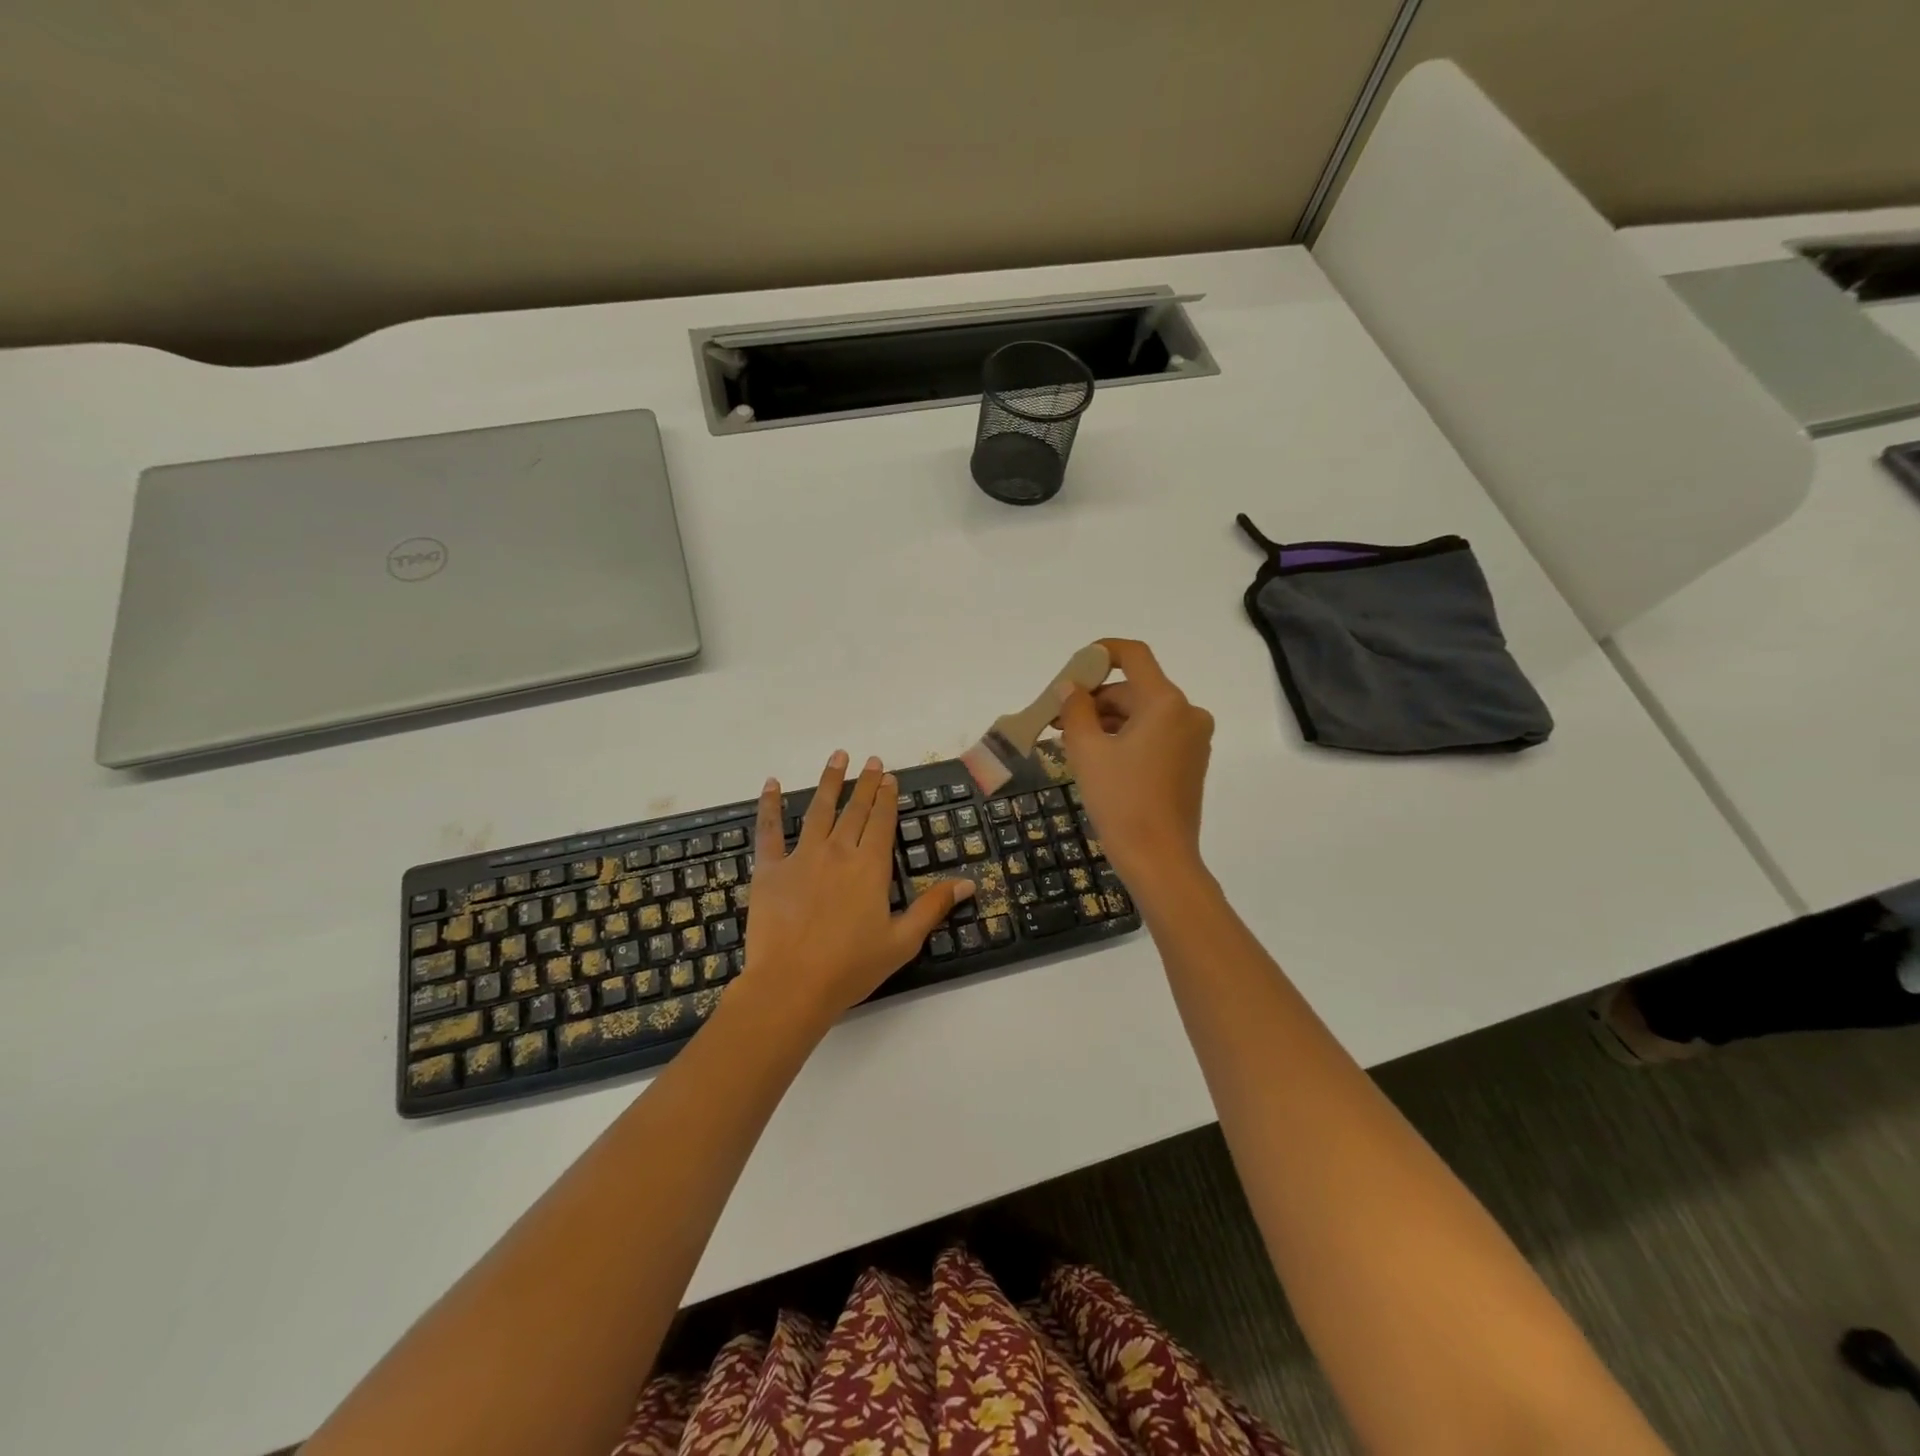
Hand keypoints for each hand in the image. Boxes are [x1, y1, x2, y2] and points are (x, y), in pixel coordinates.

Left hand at [736, 750, 973, 1033]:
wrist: (791, 985)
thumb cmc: (851, 967)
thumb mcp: (902, 941)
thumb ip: (933, 907)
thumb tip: (968, 882)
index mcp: (870, 867)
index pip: (882, 822)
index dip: (887, 798)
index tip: (889, 777)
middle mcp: (838, 852)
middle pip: (855, 810)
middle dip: (865, 783)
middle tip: (871, 760)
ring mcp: (801, 857)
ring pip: (819, 810)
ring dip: (830, 781)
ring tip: (838, 757)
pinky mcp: (769, 869)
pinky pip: (769, 830)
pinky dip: (769, 805)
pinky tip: (770, 784)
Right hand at [1056, 639, 1213, 893]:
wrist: (1159, 859)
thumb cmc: (1121, 800)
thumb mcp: (1087, 751)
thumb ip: (1075, 710)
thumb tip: (1070, 687)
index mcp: (1166, 702)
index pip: (1134, 656)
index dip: (1101, 653)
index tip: (1073, 668)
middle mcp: (1187, 713)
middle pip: (1135, 688)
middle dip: (1095, 697)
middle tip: (1057, 717)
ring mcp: (1193, 739)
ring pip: (1143, 713)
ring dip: (1107, 720)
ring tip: (1069, 740)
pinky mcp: (1191, 761)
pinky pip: (1154, 734)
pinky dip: (1125, 737)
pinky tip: (1096, 755)